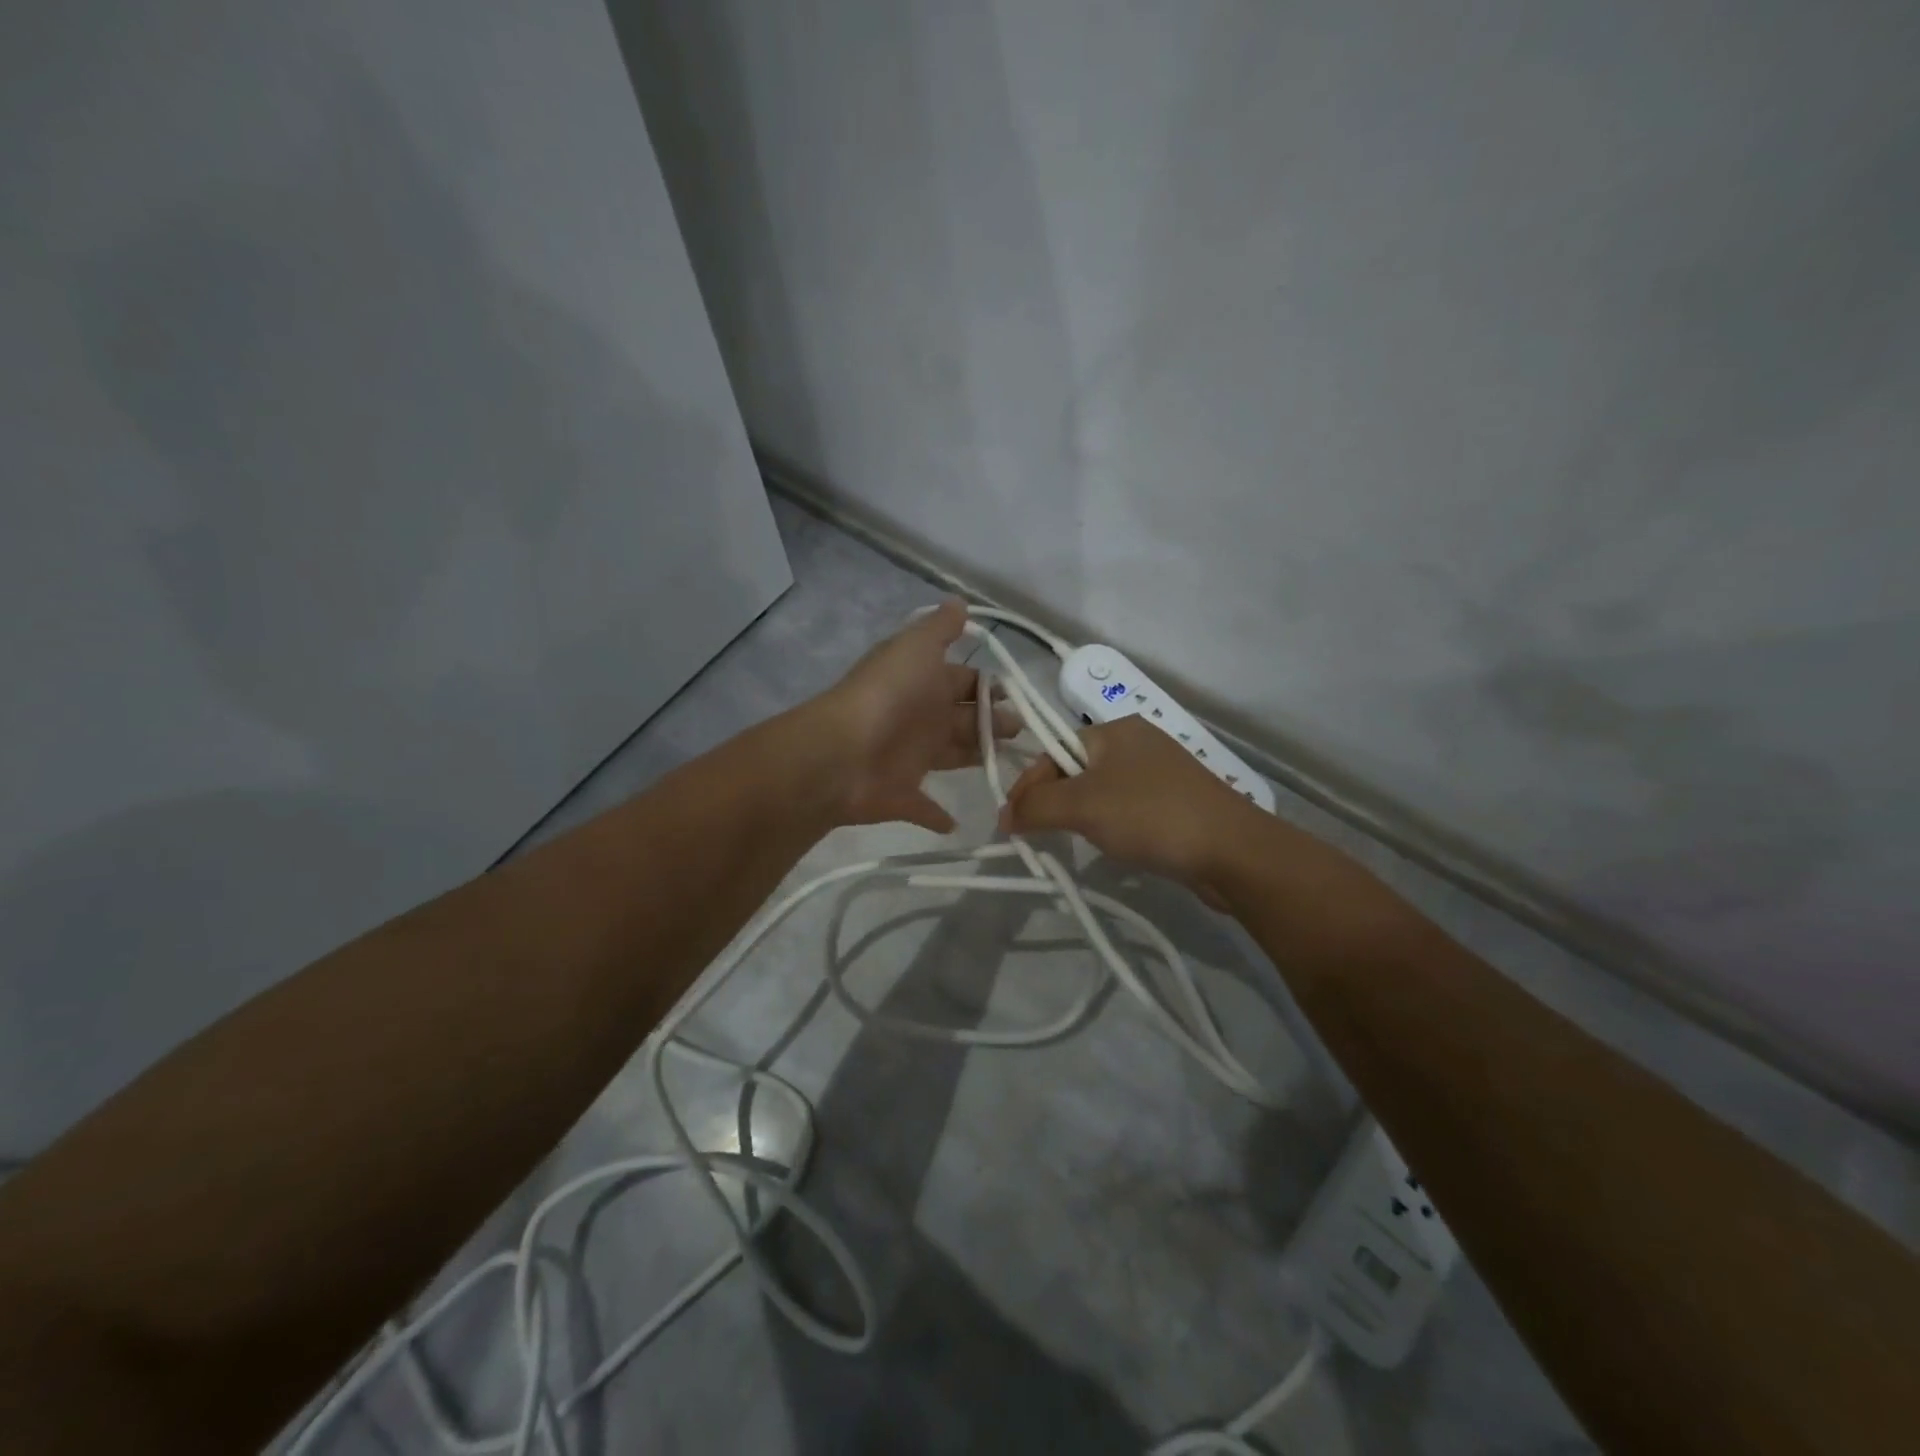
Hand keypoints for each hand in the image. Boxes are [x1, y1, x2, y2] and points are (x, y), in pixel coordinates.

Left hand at [810, 599, 1018, 833]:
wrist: (844, 753)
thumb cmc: (890, 695)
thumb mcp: (916, 648)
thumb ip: (939, 628)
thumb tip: (959, 602)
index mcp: (925, 683)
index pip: (964, 681)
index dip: (990, 686)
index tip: (1021, 694)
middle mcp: (920, 718)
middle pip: (964, 719)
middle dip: (993, 721)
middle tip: (1024, 730)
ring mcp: (909, 758)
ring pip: (952, 756)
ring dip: (976, 757)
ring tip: (1011, 765)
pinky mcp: (902, 797)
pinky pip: (923, 808)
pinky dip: (938, 816)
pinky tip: (957, 823)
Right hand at [999, 716, 1261, 894]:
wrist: (1231, 850)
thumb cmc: (1149, 815)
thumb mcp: (1082, 806)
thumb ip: (1036, 806)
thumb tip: (1004, 815)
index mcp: (1115, 729)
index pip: (1054, 749)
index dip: (1029, 785)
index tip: (1013, 823)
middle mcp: (1139, 742)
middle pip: (1077, 769)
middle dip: (1056, 802)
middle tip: (1041, 834)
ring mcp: (1162, 772)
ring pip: (1103, 791)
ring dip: (1084, 816)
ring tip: (1078, 841)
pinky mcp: (1179, 802)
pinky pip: (1130, 808)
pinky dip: (1114, 826)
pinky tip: (1117, 846)